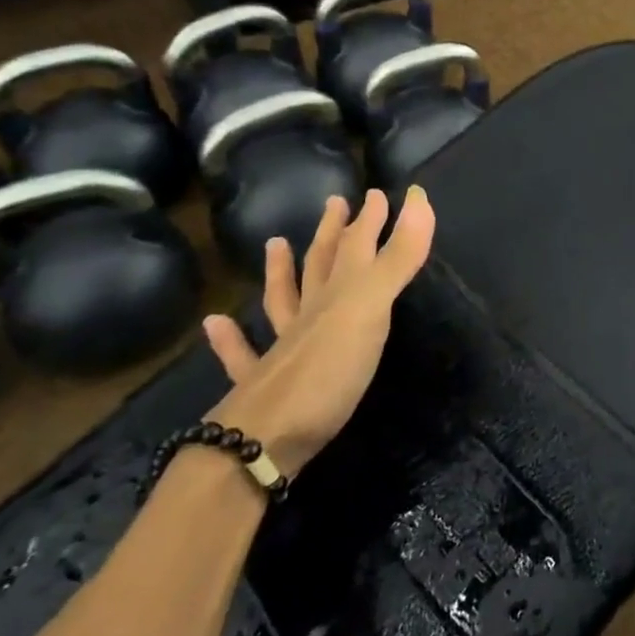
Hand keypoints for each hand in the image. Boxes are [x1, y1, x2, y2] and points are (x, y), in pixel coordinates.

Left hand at [202, 186, 434, 477]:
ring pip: (282, 301)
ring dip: (280, 272)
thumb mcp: (371, 308)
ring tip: (274, 244)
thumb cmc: (327, 371)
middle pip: (321, 265)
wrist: (262, 442)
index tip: (379, 193)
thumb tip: (419, 197)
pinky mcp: (260, 387)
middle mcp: (309, 314)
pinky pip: (243, 354)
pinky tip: (216, 323)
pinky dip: (231, 338)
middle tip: (335, 203)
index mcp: (338, 295)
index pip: (357, 246)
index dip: (371, 219)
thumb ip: (398, 257)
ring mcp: (280, 349)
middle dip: (333, 233)